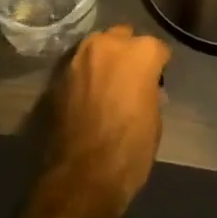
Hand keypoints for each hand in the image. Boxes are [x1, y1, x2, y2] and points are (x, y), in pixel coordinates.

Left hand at [35, 25, 170, 217]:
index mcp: (141, 52)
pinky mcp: (58, 75)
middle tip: (129, 79)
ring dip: (103, 60)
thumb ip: (149, 91)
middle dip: (128, 53)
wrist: (81, 179)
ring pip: (97, 47)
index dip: (158, 66)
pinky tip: (86, 96)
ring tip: (106, 85)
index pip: (157, 48)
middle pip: (123, 38)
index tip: (157, 81)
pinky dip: (85, 76)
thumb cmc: (129, 151)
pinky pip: (78, 67)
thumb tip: (144, 88)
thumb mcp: (154, 120)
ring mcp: (80, 57)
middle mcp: (109, 44)